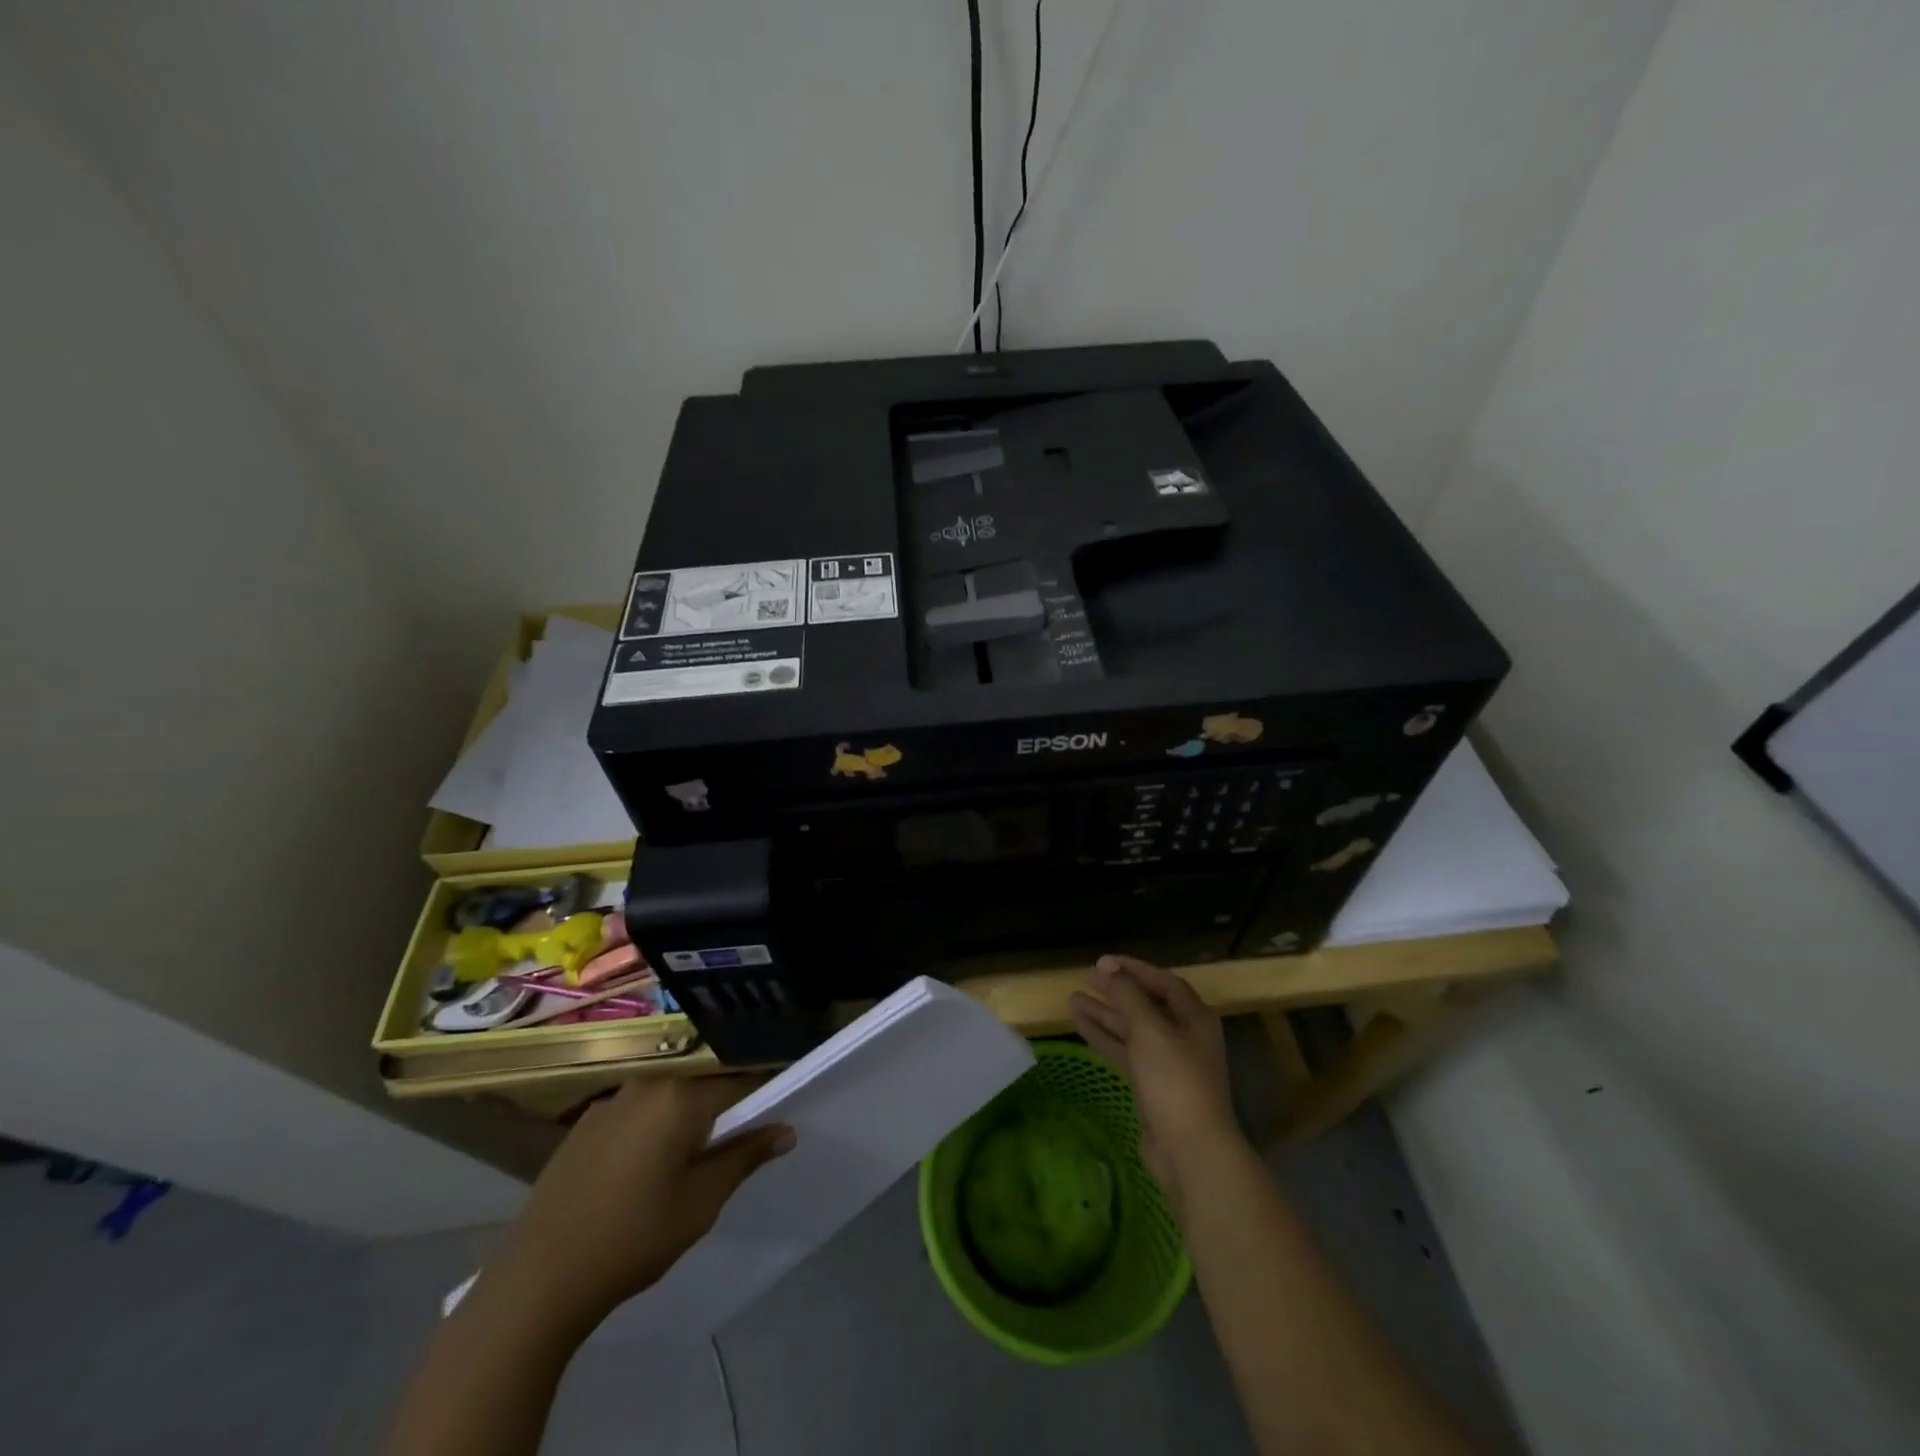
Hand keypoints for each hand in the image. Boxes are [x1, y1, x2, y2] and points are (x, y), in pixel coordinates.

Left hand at [487, 1077, 793, 1330]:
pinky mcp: (583, 1125)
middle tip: (729, 1151)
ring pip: (666, 1100)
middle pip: (701, 1088)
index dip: (762, 1098)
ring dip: (683, 1122)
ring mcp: (610, 1102)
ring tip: (684, 1165)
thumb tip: (786, 1130)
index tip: (775, 1118)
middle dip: (721, 1112)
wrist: (537, 1281)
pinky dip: (649, 1130)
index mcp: (680, 1096)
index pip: (739, 1083)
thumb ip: (745, 1157)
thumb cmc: (632, 1239)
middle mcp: (647, 1084)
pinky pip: (634, 1114)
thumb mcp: (701, 1202)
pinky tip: (641, 1172)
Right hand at [1069, 955, 1235, 1211]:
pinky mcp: (1153, 1086)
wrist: (1190, 1150)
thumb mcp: (1149, 1029)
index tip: (1104, 962)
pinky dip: (1105, 1038)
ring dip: (1105, 1014)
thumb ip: (1127, 995)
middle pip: (1147, 1004)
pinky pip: (1125, 1052)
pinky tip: (1081, 1026)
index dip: (1135, 969)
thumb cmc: (1174, 1080)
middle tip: (1086, 978)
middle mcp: (1184, 1036)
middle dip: (1117, 991)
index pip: (1164, 982)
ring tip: (1072, 999)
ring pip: (1132, 1030)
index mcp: (1194, 1017)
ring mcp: (1168, 1063)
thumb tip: (1108, 967)